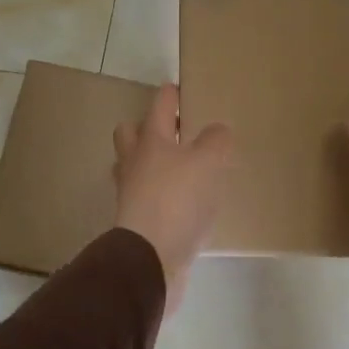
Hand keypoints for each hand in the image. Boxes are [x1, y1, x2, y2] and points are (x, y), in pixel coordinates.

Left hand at [114, 84, 231, 311]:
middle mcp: (135, 162)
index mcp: (150, 140)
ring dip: (151, 163)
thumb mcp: (207, 163)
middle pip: (131, 133)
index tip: (182, 89)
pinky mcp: (136, 222)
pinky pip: (146, 198)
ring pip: (135, 166)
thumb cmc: (176, 200)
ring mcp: (131, 193)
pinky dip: (160, 195)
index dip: (171, 94)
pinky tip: (182, 203)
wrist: (150, 259)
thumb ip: (215, 141)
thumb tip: (218, 130)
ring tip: (179, 167)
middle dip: (148, 127)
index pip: (159, 104)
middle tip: (175, 131)